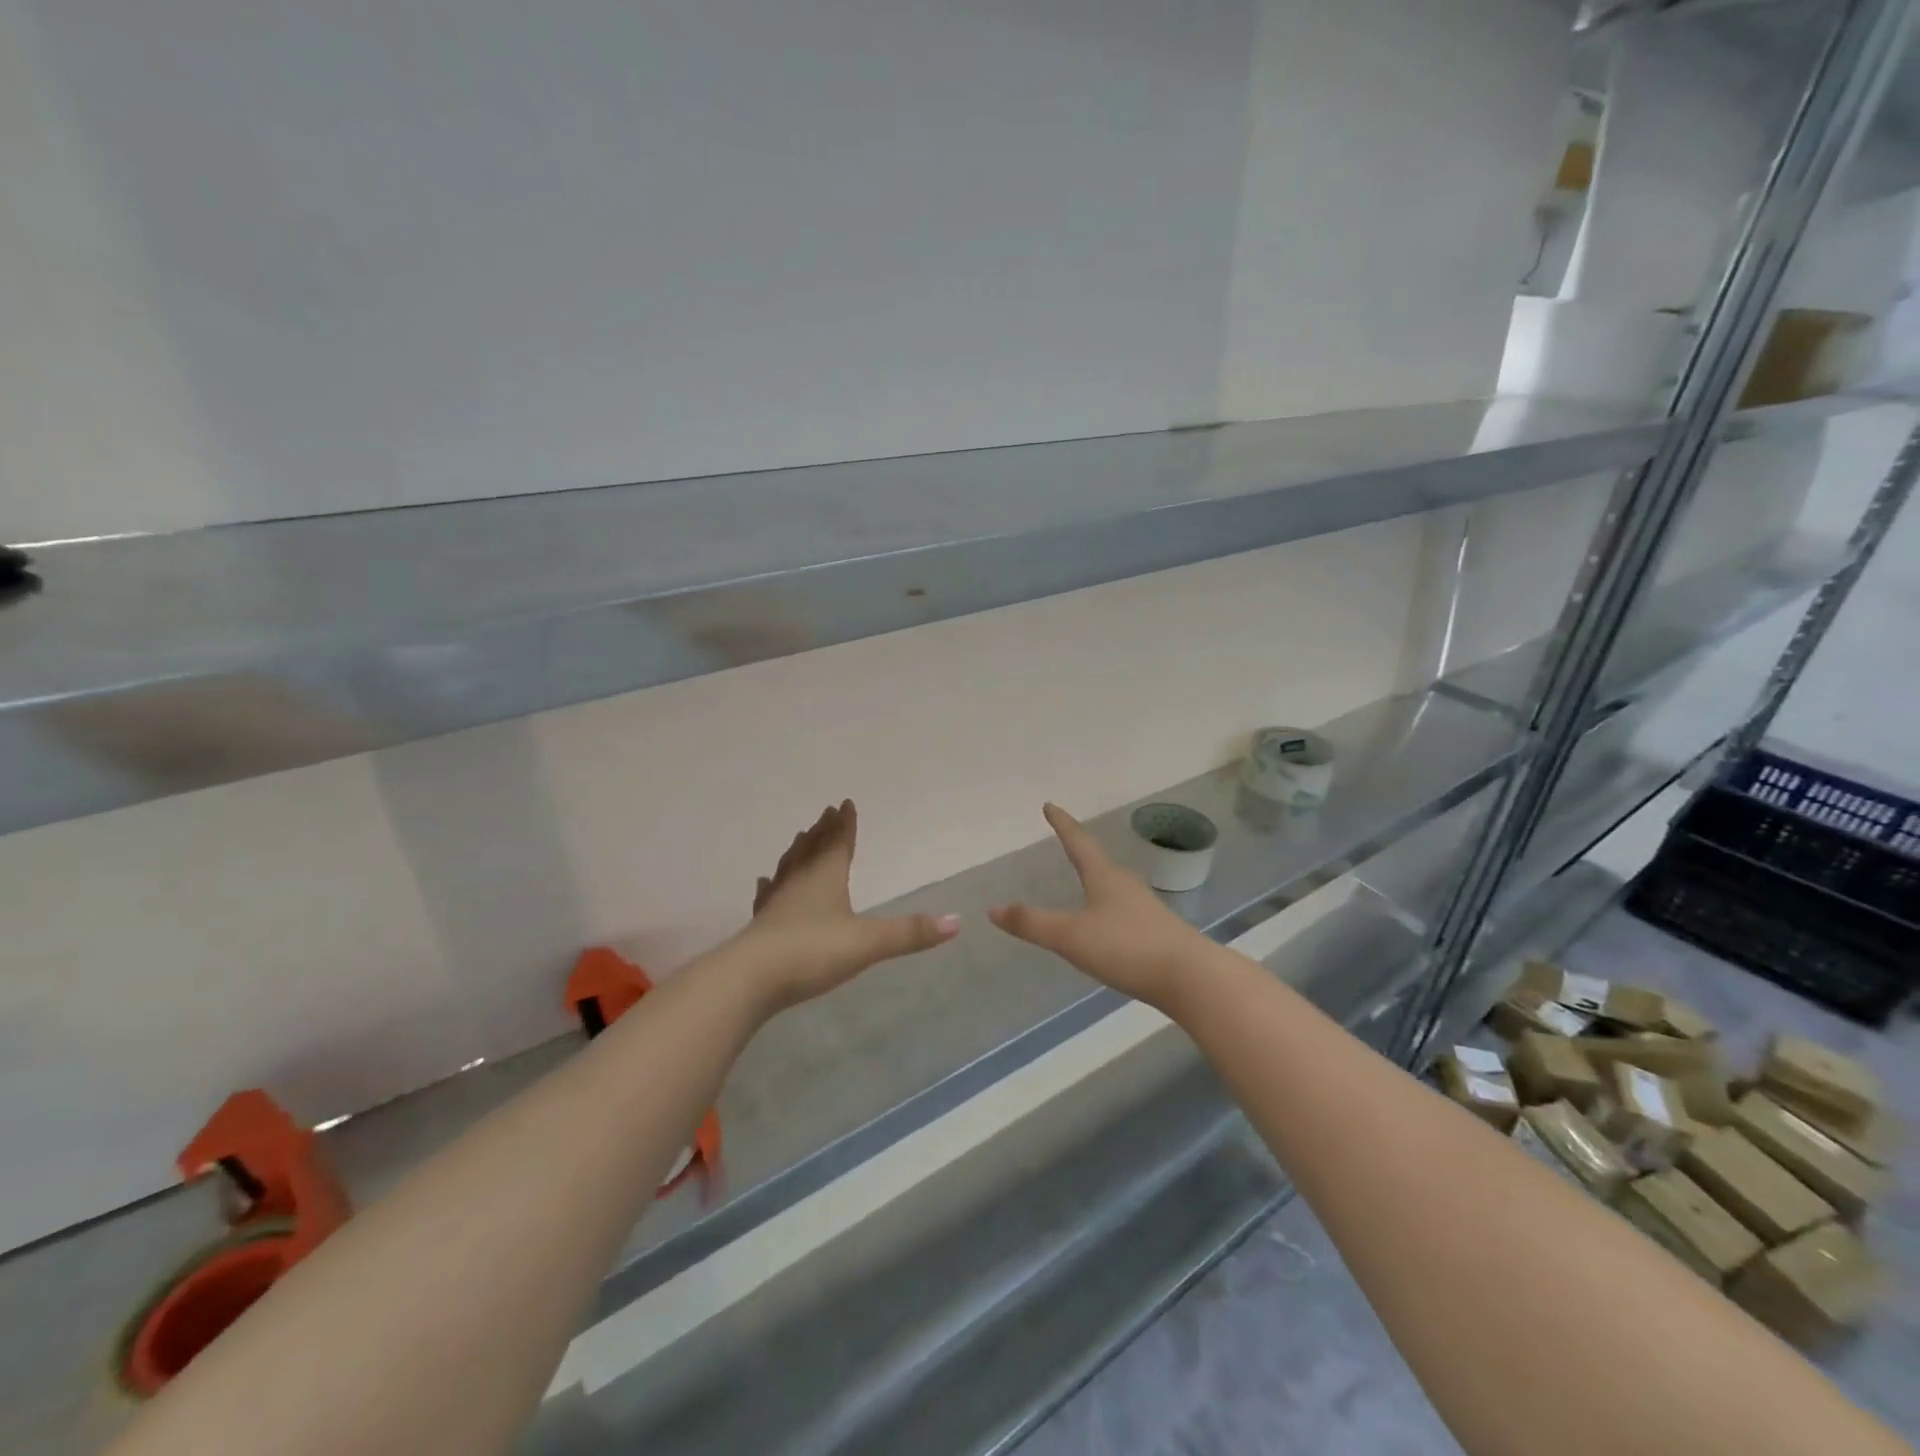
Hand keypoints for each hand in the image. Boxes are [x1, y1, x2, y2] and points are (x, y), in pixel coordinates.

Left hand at [735, 800, 958, 1010]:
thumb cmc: (812, 951)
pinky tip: (765, 883)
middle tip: (825, 814)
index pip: (838, 842)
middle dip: (822, 831)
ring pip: (789, 868)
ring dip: (798, 852)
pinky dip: (770, 886)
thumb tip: (957, 921)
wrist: (750, 980)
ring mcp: (776, 902)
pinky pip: (768, 896)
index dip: (845, 824)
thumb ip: (910, 933)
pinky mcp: (760, 926)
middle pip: (812, 849)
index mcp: (826, 877)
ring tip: (801, 839)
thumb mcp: (868, 942)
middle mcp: (799, 882)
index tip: (845, 803)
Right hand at [988, 803, 1208, 1011]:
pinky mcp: (1157, 931)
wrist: (1190, 977)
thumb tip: (993, 908)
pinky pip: (1124, 909)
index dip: (1062, 824)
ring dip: (1096, 879)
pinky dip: (1109, 907)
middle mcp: (1125, 884)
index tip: (1050, 805)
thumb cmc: (1126, 948)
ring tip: (1085, 881)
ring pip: (1114, 885)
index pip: (1078, 842)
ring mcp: (1145, 907)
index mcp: (1104, 877)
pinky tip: (1108, 924)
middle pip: (1098, 861)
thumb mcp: (1071, 936)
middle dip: (1080, 851)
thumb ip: (1032, 923)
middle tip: (1066, 842)